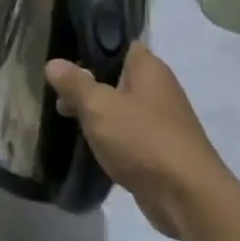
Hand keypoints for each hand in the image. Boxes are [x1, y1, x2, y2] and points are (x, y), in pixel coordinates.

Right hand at [45, 44, 226, 237]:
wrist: (186, 196)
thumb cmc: (142, 139)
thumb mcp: (99, 106)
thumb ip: (75, 83)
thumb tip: (53, 63)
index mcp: (149, 68)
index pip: (121, 45)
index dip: (94, 48)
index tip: (66, 59)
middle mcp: (159, 89)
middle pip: (118, 77)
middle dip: (89, 86)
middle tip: (59, 96)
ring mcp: (163, 121)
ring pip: (123, 108)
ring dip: (99, 114)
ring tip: (67, 120)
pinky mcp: (161, 150)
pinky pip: (130, 135)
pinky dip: (112, 138)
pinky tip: (91, 146)